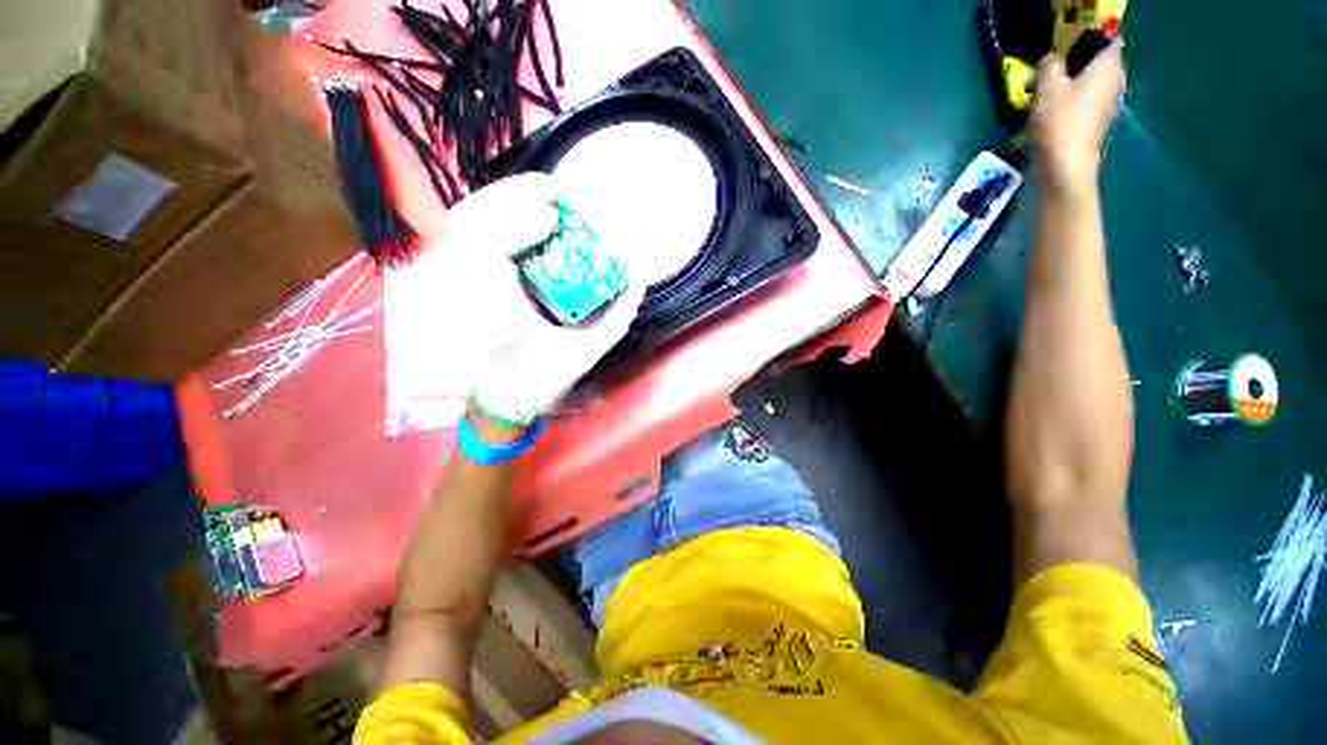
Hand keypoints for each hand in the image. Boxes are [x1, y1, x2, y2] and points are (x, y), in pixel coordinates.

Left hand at [449, 173, 646, 425]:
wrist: (502, 401)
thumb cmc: (539, 381)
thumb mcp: (583, 355)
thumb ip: (614, 320)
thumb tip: (637, 281)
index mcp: (493, 309)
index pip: (488, 247)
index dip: (519, 220)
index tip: (555, 214)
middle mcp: (468, 288)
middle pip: (471, 220)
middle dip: (514, 195)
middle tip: (556, 192)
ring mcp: (461, 282)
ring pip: (467, 223)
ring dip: (505, 199)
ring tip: (544, 197)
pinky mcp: (464, 281)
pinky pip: (472, 237)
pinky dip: (496, 215)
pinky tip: (525, 216)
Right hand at [1030, 40, 1125, 193]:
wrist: (1065, 167)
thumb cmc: (1059, 121)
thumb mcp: (1046, 86)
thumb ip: (1049, 65)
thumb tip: (1051, 59)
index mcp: (1108, 67)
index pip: (1106, 41)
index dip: (1086, 42)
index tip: (1062, 52)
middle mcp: (1114, 83)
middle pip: (1094, 65)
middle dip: (1070, 68)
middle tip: (1043, 77)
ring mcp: (1106, 107)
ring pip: (1086, 86)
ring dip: (1064, 89)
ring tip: (1038, 100)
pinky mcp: (1095, 126)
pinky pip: (1081, 106)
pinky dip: (1066, 106)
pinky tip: (1046, 117)